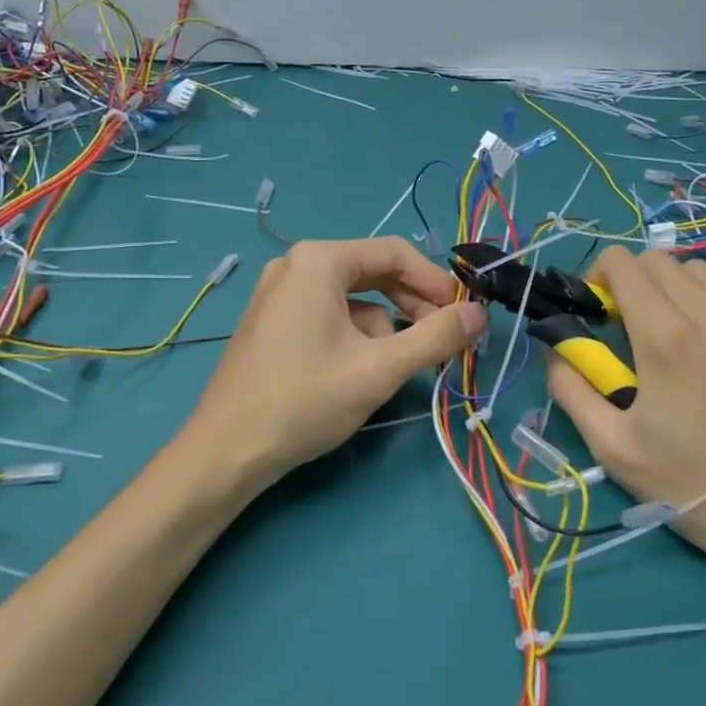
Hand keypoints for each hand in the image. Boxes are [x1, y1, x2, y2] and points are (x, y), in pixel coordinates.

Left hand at [188, 237, 488, 482]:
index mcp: (319, 259)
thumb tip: (480, 314)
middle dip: (412, 307)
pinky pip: (329, 314)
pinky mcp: (273, 320)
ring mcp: (280, 292)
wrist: (225, 453)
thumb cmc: (304, 401)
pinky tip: (357, 373)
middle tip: (442, 342)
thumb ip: (436, 338)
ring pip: (354, 299)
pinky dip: (354, 337)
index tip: (464, 316)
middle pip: (374, 273)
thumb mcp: (379, 369)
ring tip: (394, 369)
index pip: (395, 253)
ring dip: (383, 329)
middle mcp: (297, 263)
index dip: (436, 283)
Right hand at [545, 247, 705, 618]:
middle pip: (659, 260)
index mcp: (666, 337)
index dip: (599, 276)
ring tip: (675, 338)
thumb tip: (556, 350)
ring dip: (674, 291)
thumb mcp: (614, 449)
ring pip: (700, 273)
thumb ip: (571, 389)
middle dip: (633, 282)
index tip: (598, 311)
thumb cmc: (697, 488)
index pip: (623, 264)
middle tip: (630, 328)